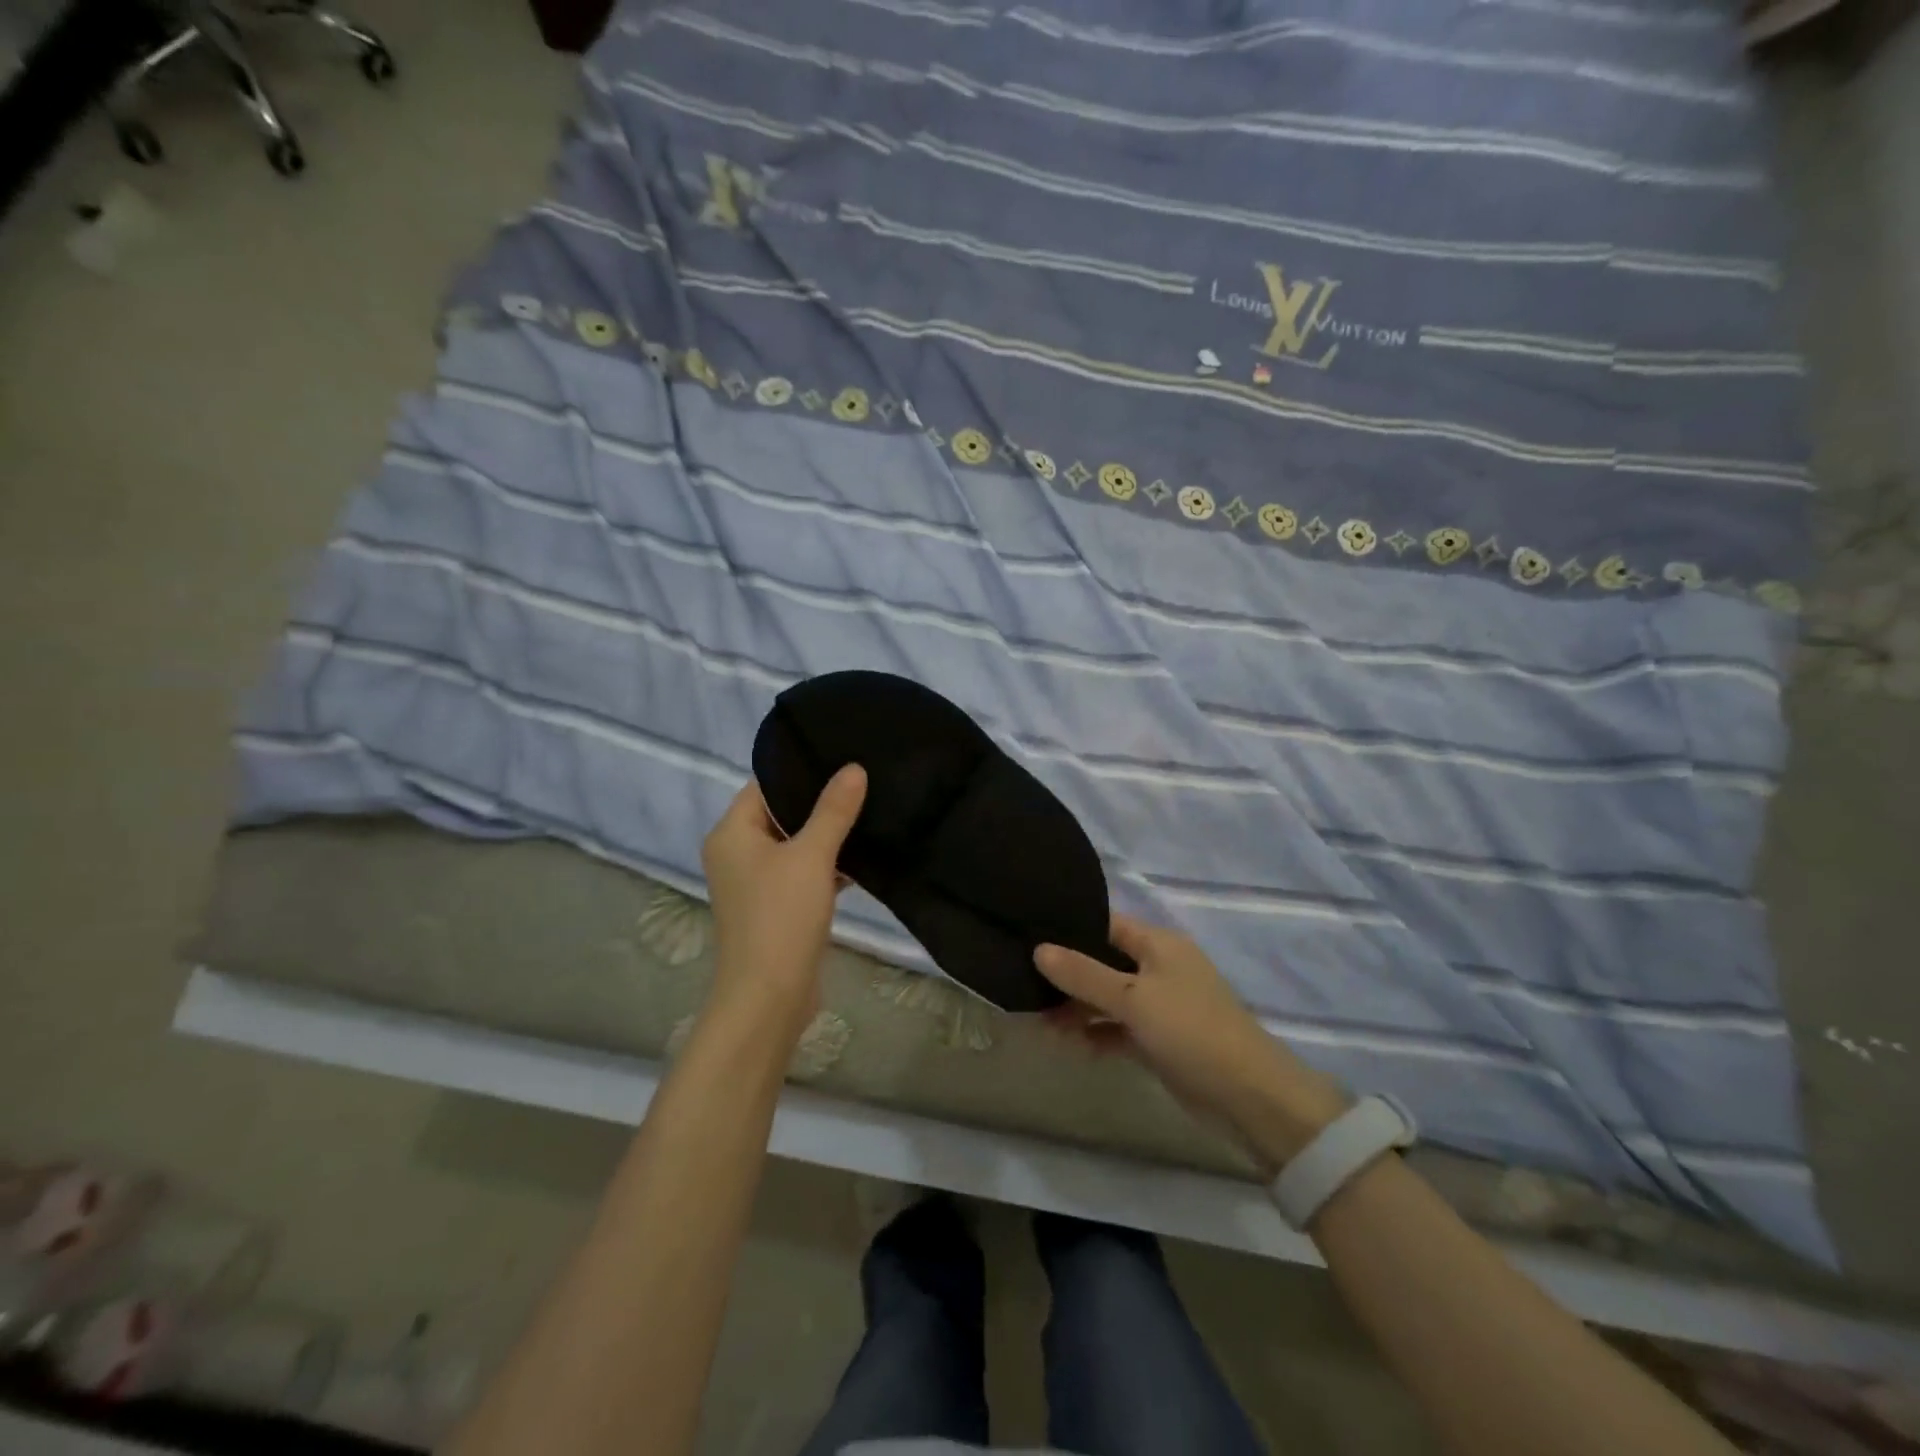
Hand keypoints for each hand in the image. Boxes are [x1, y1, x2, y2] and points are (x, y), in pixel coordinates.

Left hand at [700, 765, 867, 1040]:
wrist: (769, 997)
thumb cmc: (782, 916)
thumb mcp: (812, 856)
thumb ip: (833, 810)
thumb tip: (854, 768)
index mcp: (732, 833)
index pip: (765, 785)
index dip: (802, 771)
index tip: (842, 758)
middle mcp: (737, 853)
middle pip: (781, 813)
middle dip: (820, 802)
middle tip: (863, 781)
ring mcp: (755, 883)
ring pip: (795, 844)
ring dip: (827, 835)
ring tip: (870, 811)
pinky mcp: (775, 907)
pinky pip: (802, 872)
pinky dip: (826, 864)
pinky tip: (863, 856)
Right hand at [1036, 915, 1348, 1167]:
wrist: (1249, 1097)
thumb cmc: (1190, 1031)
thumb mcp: (1133, 998)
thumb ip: (1084, 974)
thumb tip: (1038, 950)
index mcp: (1159, 945)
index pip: (1105, 924)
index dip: (1070, 929)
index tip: (1029, 935)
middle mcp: (1159, 968)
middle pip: (1104, 962)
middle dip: (1068, 974)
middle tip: (1024, 983)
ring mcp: (1161, 1006)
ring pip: (1109, 998)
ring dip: (1078, 1008)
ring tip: (1040, 1020)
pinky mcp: (1160, 1041)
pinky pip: (1119, 1028)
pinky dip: (1097, 1033)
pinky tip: (1070, 1043)